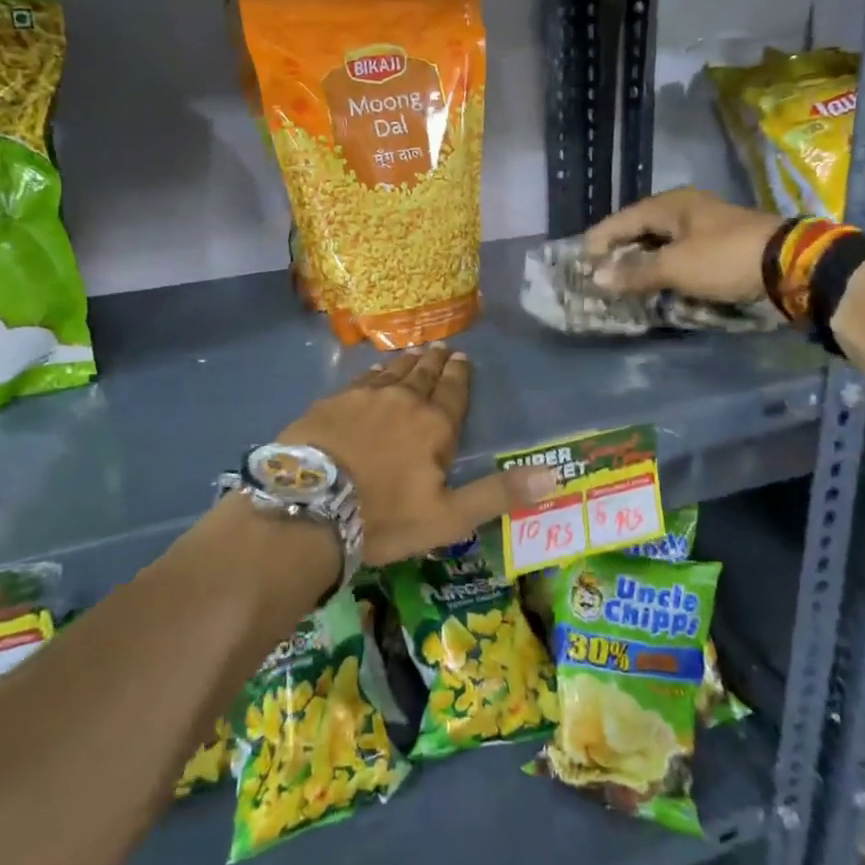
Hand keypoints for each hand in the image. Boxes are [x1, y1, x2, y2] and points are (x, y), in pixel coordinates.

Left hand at [278, 347, 557, 567]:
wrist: (310, 506)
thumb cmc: (384, 516)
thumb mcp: (449, 516)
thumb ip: (498, 493)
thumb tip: (554, 476)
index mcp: (435, 425)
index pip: (454, 391)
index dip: (461, 374)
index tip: (463, 357)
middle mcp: (403, 401)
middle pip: (424, 375)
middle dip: (436, 361)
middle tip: (443, 347)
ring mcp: (364, 397)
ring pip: (393, 372)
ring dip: (407, 361)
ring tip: (416, 351)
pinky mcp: (332, 402)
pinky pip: (361, 378)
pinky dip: (374, 372)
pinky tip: (375, 370)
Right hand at [583, 188, 782, 302]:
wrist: (791, 264)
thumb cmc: (725, 258)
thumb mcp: (675, 267)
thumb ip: (635, 272)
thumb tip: (596, 278)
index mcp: (670, 205)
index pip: (622, 220)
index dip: (599, 241)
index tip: (580, 263)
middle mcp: (684, 208)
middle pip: (640, 227)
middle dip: (618, 250)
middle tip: (597, 273)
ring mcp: (704, 224)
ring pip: (660, 240)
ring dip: (640, 259)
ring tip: (621, 280)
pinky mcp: (720, 242)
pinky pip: (678, 251)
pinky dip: (662, 265)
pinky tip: (655, 279)